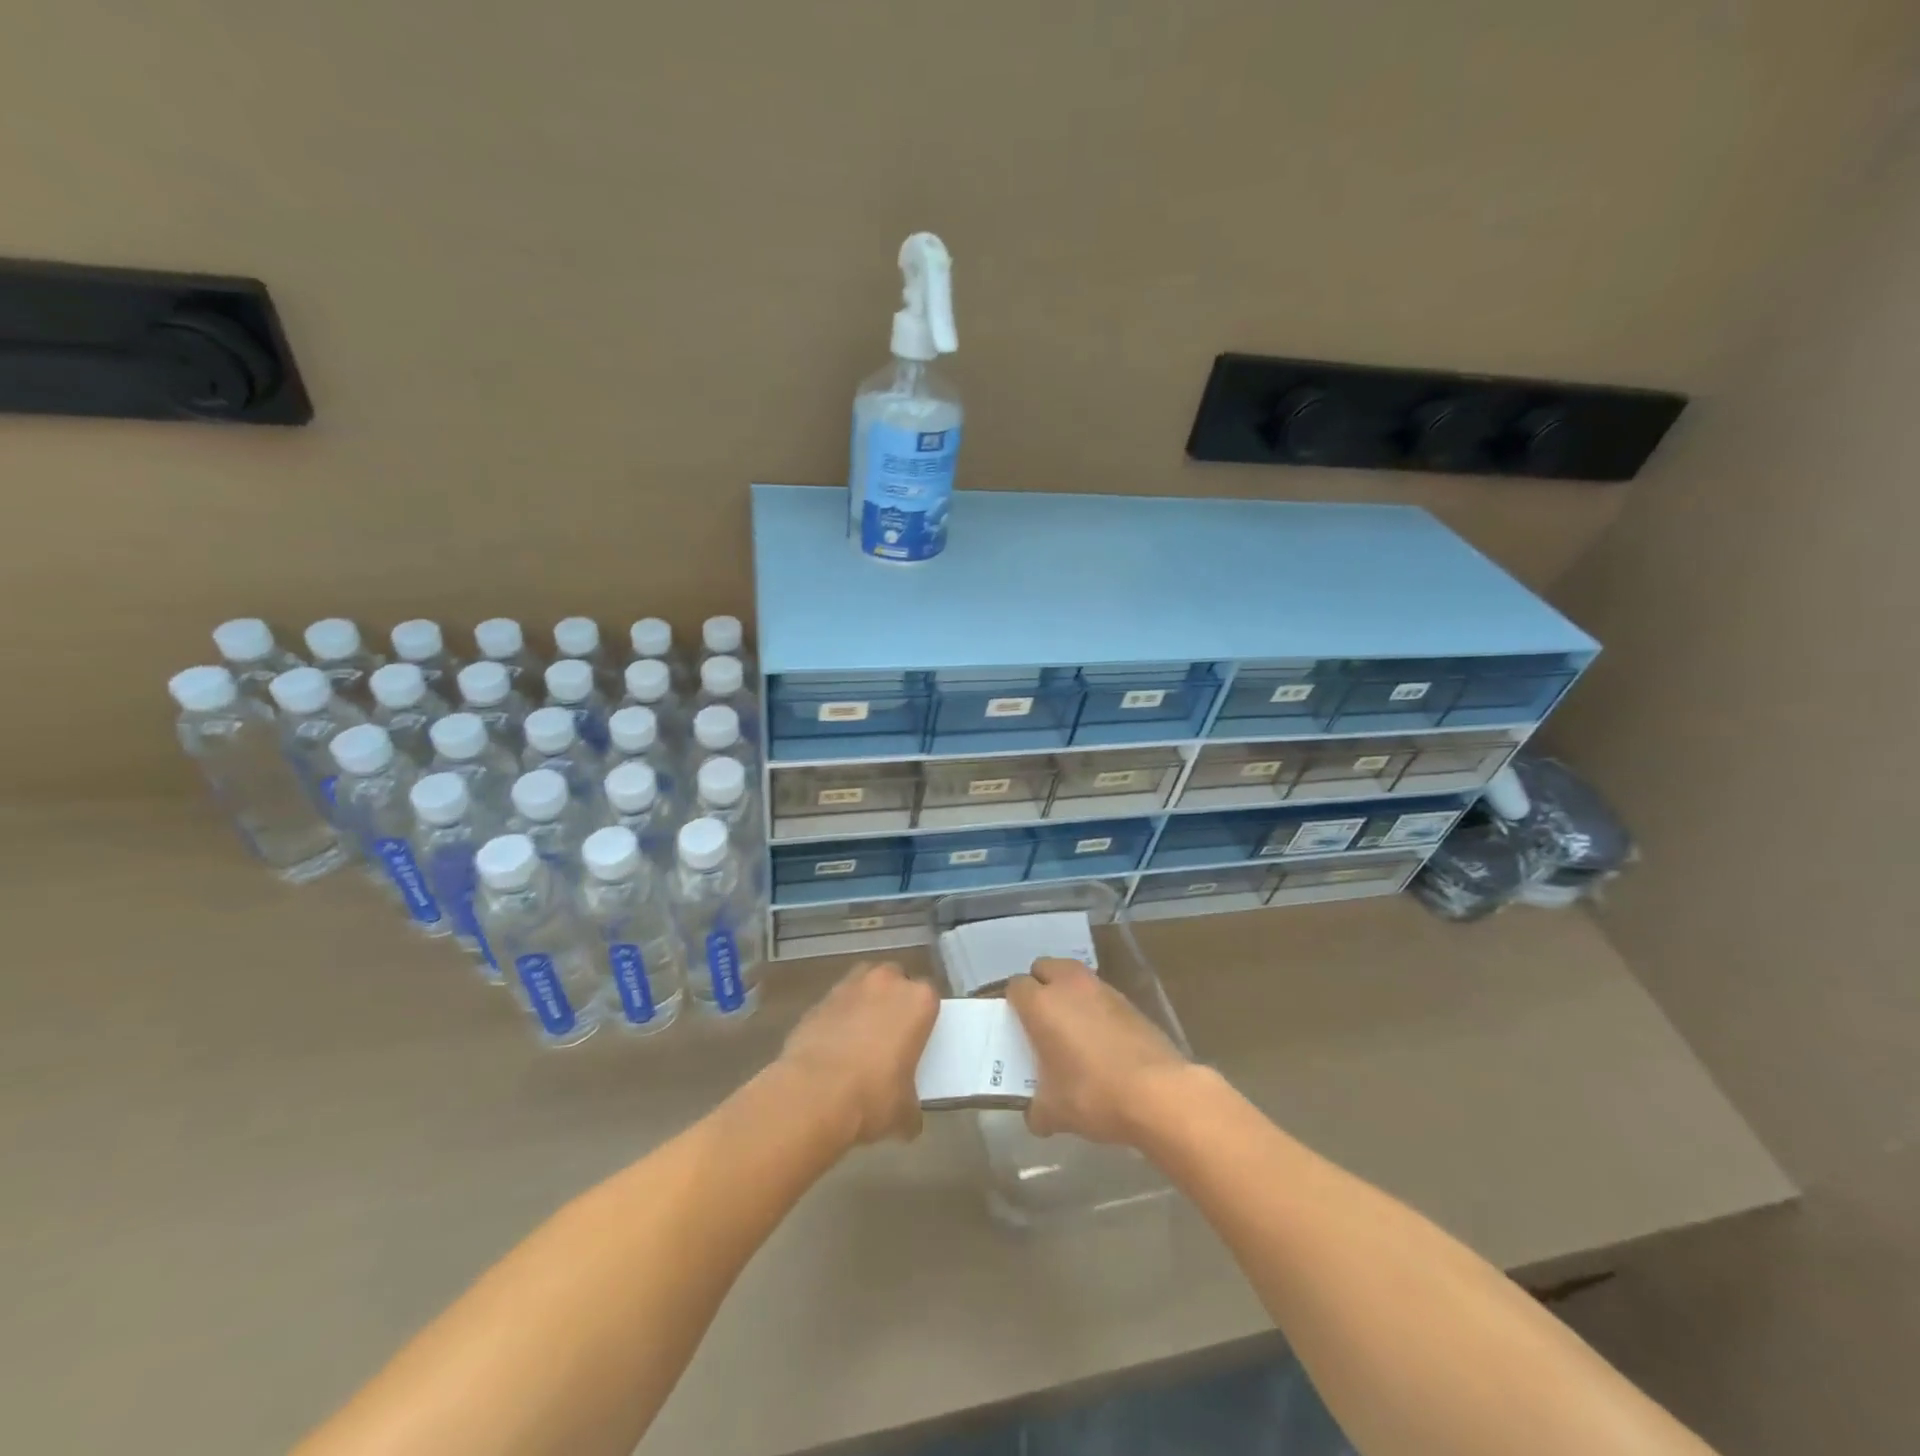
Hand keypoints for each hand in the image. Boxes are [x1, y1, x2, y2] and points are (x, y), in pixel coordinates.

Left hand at [778, 961, 938, 1145]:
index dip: (924, 1017)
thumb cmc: (872, 1097)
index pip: (930, 996)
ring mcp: (849, 987)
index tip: (918, 1038)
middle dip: (893, 1000)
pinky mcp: (818, 1001)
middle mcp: (886, 982)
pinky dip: (836, 1019)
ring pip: (863, 985)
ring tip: (859, 1038)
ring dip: (864, 1003)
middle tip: (890, 1034)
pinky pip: (835, 1005)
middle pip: (895, 980)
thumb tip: (908, 1120)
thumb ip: (911, 1106)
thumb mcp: (904, 1112)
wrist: (812, 1095)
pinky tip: (832, 1048)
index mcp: (918, 1001)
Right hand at [1005, 957, 1188, 1143]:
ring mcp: (1101, 989)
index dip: (1011, 1003)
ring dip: (1068, 993)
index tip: (1014, 1026)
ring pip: (1074, 976)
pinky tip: (1100, 1039)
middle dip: (1039, 986)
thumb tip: (1035, 1115)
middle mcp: (1068, 986)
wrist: (1158, 1093)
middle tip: (1040, 1019)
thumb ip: (1036, 1109)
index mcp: (1041, 1004)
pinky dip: (1094, 1006)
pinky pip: (1100, 994)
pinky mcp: (1128, 1001)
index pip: (1015, 986)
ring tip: (1071, 1027)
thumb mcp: (1054, 1113)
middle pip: (1043, 967)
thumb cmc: (1094, 1095)